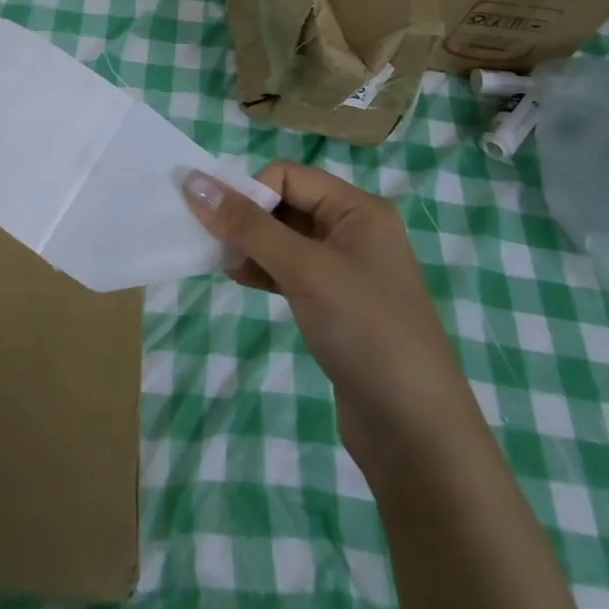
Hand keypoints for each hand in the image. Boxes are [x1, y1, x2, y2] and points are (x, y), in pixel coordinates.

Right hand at [182, 163, 472, 464]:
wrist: (416, 432)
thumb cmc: (365, 331)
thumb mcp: (304, 270)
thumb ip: (248, 225)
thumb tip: (192, 180)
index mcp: (358, 209)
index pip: (288, 176)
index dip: (250, 192)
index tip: (219, 224)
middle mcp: (353, 231)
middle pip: (285, 204)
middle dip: (247, 219)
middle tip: (213, 244)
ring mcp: (345, 270)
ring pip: (283, 239)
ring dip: (251, 246)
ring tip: (223, 265)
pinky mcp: (334, 304)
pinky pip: (289, 271)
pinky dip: (263, 270)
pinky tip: (241, 281)